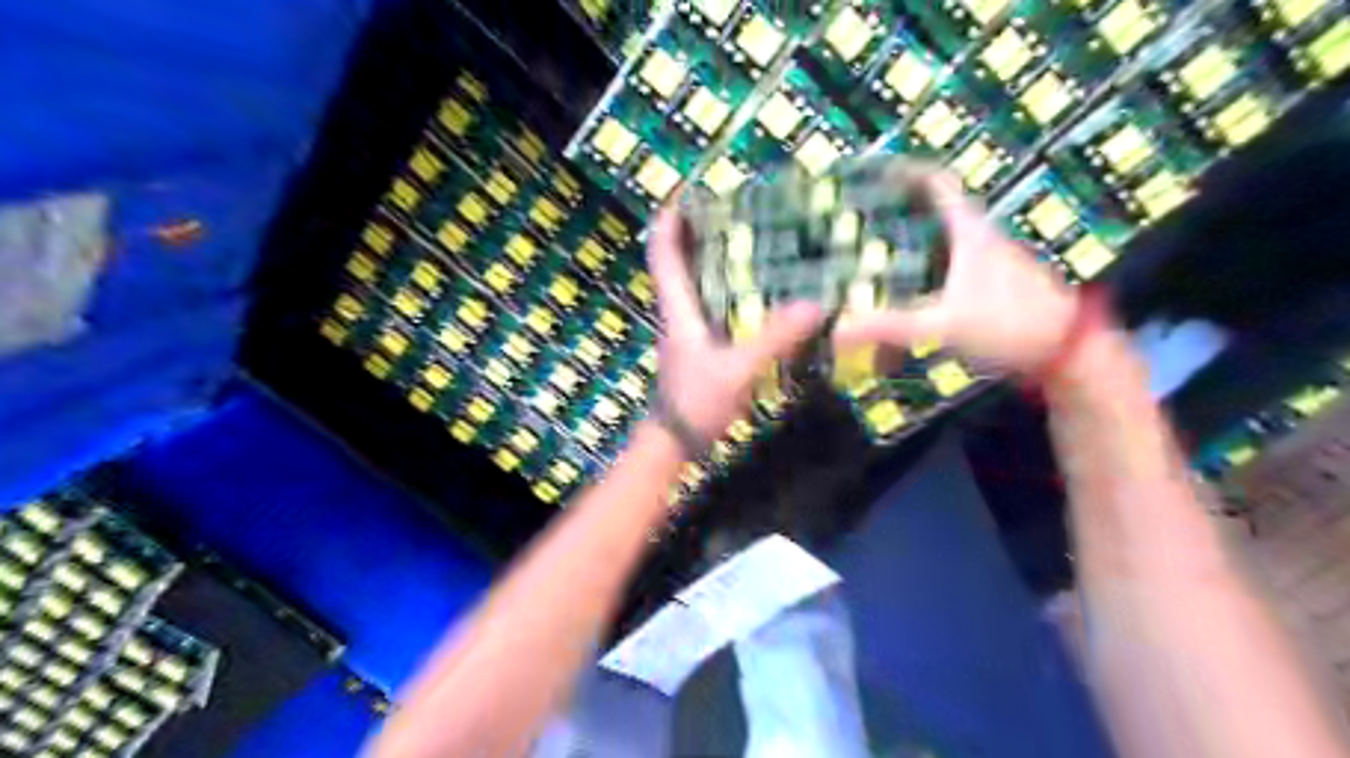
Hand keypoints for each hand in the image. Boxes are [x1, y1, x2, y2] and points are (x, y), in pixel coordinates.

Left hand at [646, 207, 823, 444]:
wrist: (678, 441)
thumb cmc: (697, 401)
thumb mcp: (737, 370)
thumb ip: (773, 339)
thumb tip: (815, 304)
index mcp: (677, 306)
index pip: (662, 251)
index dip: (670, 217)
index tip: (690, 189)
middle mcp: (679, 309)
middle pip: (679, 256)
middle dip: (699, 227)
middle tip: (736, 205)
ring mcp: (689, 327)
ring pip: (697, 278)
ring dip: (715, 254)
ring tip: (754, 235)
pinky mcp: (702, 342)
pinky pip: (713, 301)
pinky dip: (730, 285)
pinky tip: (761, 286)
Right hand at [833, 171, 1078, 373]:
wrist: (1066, 351)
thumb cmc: (1009, 324)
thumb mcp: (943, 324)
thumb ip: (889, 328)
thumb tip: (836, 329)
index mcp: (969, 231)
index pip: (936, 182)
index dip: (905, 170)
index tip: (871, 169)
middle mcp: (978, 237)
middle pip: (932, 210)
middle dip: (894, 209)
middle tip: (856, 216)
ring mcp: (986, 262)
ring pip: (938, 239)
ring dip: (907, 240)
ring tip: (868, 250)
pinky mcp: (988, 286)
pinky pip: (945, 266)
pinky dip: (919, 269)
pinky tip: (901, 289)